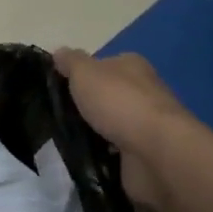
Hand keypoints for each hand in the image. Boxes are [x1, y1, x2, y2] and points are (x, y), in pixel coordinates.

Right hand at [54, 48, 192, 211]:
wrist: (156, 152)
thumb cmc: (119, 103)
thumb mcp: (85, 73)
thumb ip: (70, 62)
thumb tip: (59, 51)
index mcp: (132, 66)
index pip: (103, 65)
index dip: (81, 75)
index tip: (58, 89)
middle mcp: (143, 92)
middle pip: (107, 96)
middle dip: (86, 107)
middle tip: (57, 117)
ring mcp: (145, 125)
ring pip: (111, 125)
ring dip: (93, 133)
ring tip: (64, 141)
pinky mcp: (145, 154)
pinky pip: (115, 153)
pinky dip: (102, 155)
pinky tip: (83, 159)